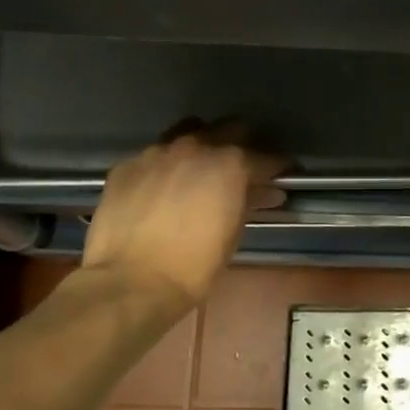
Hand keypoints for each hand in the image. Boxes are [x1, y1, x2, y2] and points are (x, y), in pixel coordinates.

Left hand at [81, 120, 285, 306]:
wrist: (132, 281)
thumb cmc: (195, 264)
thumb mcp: (234, 233)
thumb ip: (249, 202)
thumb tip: (265, 192)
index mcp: (230, 164)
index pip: (264, 157)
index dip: (277, 166)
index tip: (283, 174)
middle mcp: (195, 147)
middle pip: (227, 129)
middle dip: (241, 144)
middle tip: (243, 165)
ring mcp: (156, 153)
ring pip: (186, 132)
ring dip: (200, 146)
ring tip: (201, 167)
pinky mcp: (126, 166)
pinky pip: (153, 156)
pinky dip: (166, 166)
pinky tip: (163, 187)